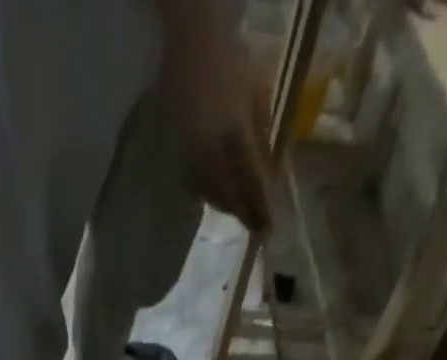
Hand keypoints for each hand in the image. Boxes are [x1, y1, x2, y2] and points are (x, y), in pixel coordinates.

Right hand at [162, 25, 271, 232]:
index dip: (259, 208)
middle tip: (256, 226)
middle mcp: (212, 150)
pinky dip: (208, 193)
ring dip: (226, 205)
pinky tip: (216, 193)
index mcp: (235, 133)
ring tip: (238, 211)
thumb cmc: (231, 62)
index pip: (251, 183)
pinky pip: (195, 183)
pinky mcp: (179, 151)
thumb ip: (262, 137)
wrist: (192, 43)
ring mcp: (192, 152)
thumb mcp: (257, 94)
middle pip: (229, 195)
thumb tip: (267, 175)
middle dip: (243, 212)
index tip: (268, 229)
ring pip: (211, 193)